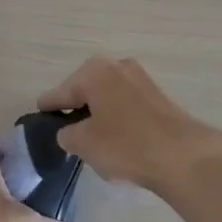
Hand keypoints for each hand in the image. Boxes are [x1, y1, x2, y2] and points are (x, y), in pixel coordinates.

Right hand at [38, 56, 221, 194]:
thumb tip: (68, 132)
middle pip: (85, 89)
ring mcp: (141, 78)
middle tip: (67, 133)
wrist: (182, 155)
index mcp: (93, 71)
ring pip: (108, 96)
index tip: (39, 117)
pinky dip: (118, 118)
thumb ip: (67, 134)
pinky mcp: (158, 95)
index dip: (49, 108)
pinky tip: (118, 140)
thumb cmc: (125, 144)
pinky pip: (127, 105)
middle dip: (76, 109)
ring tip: (93, 140)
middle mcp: (116, 66)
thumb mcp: (84, 143)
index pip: (60, 92)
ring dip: (99, 113)